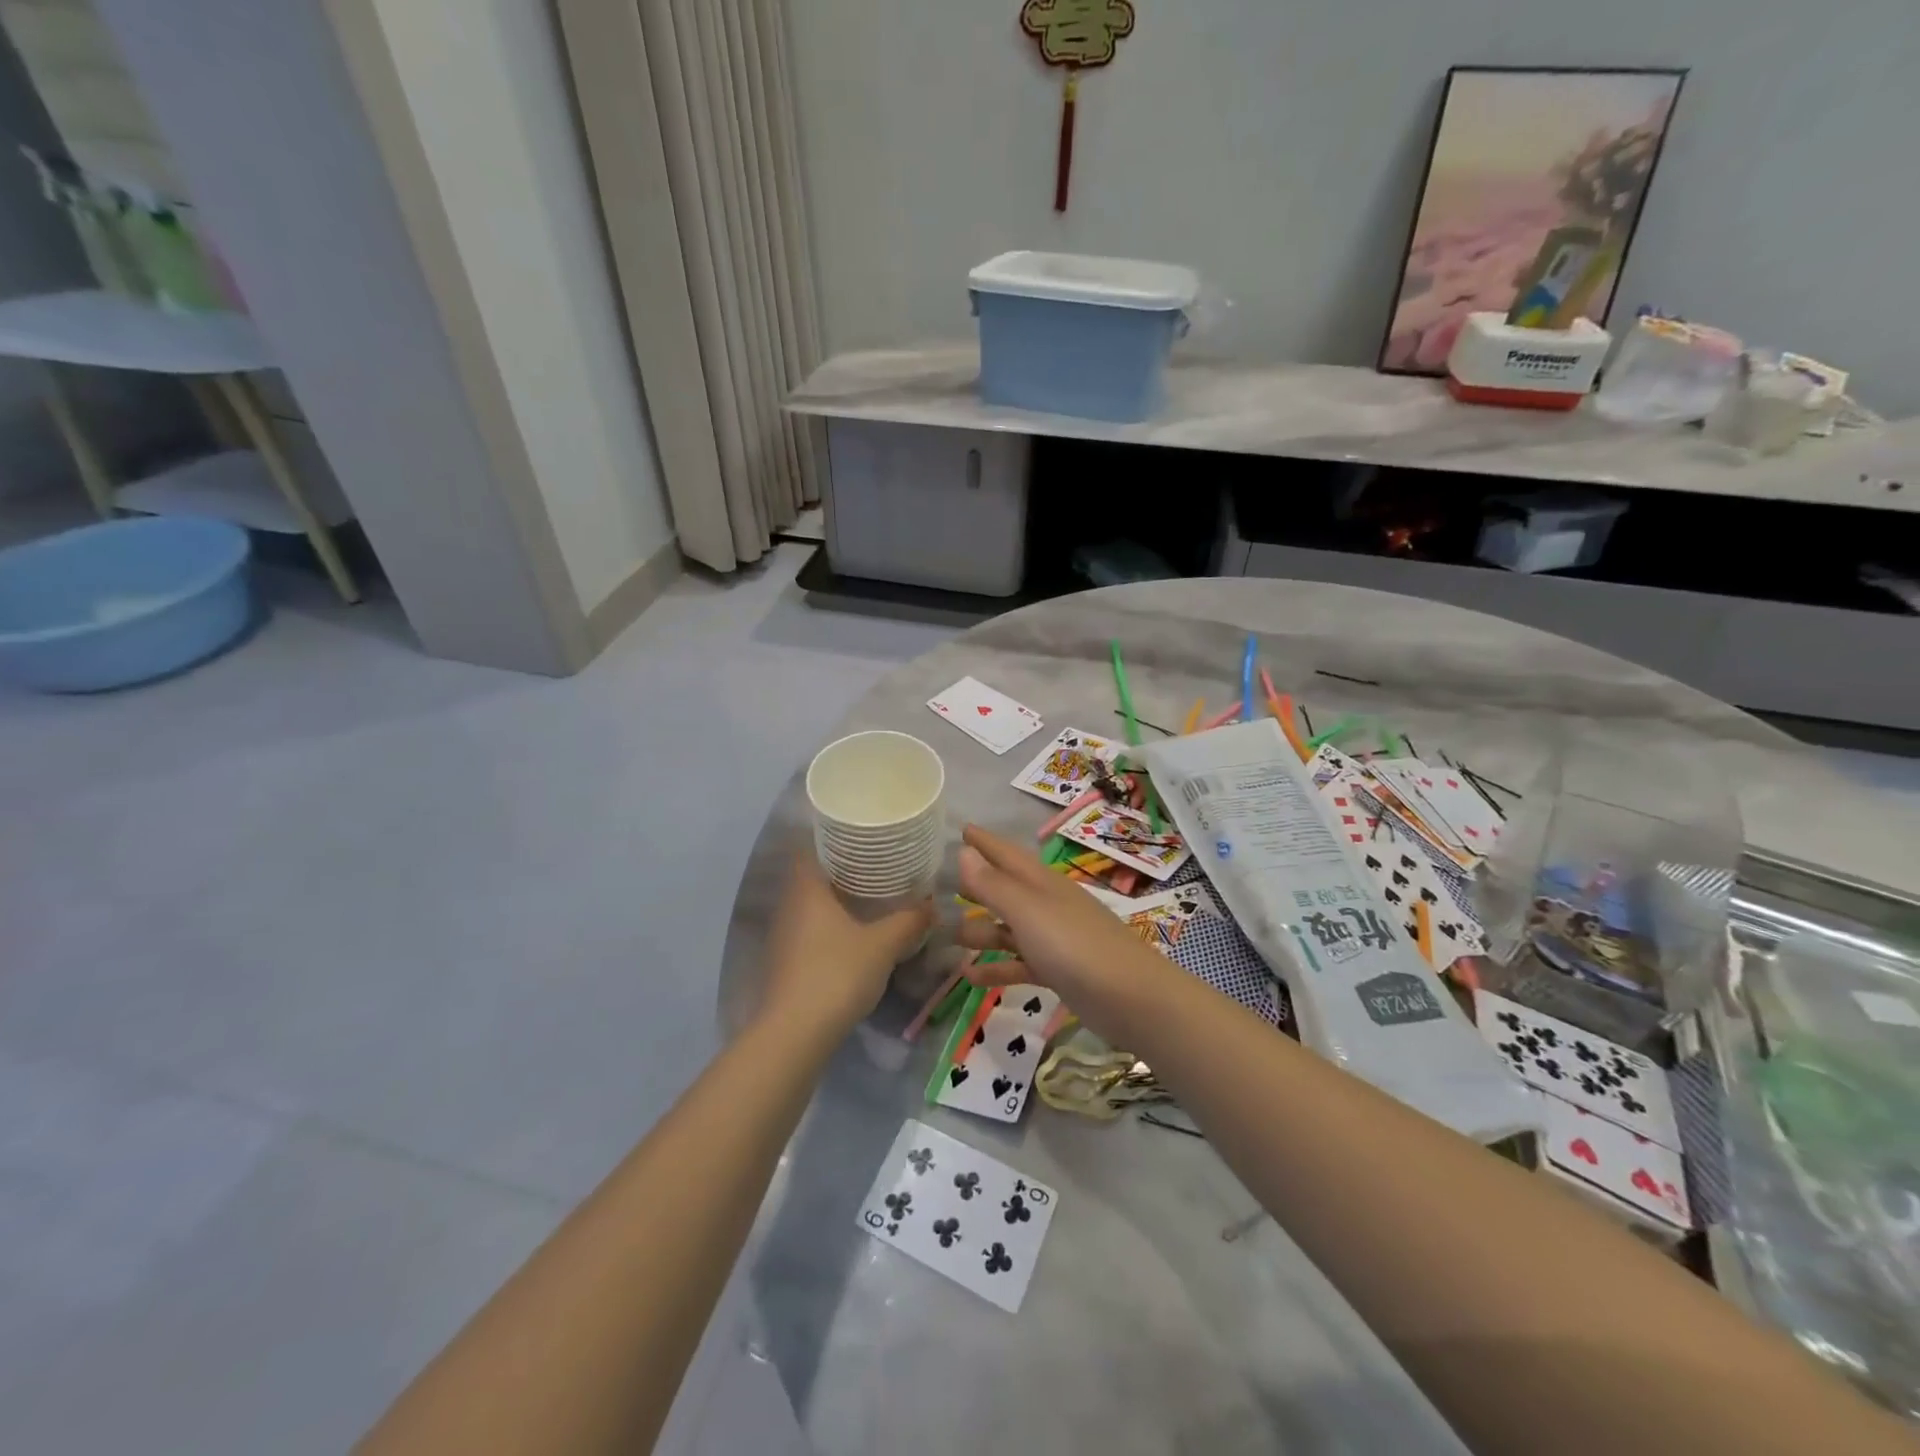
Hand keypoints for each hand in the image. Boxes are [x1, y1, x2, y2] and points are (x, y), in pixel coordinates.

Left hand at [761, 855, 933, 1039]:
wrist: (795, 1034)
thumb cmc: (837, 973)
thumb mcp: (883, 945)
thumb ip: (909, 921)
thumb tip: (932, 904)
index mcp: (807, 888)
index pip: (810, 847)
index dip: (832, 837)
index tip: (861, 836)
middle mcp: (789, 905)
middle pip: (812, 875)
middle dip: (841, 869)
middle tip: (876, 865)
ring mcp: (783, 936)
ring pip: (810, 905)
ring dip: (835, 900)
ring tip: (871, 897)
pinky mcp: (785, 962)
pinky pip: (809, 931)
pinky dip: (829, 926)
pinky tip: (854, 935)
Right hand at [955, 824, 1177, 1039]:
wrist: (1133, 999)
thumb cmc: (1075, 946)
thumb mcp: (1028, 911)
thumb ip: (994, 884)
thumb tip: (963, 851)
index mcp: (1042, 882)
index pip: (1006, 853)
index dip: (984, 842)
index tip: (960, 828)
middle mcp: (1047, 904)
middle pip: (1006, 889)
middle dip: (977, 885)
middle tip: (942, 884)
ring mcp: (1054, 939)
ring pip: (1009, 928)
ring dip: (981, 931)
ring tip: (949, 936)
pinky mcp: (1058, 971)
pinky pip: (1019, 963)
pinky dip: (996, 967)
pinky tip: (969, 976)